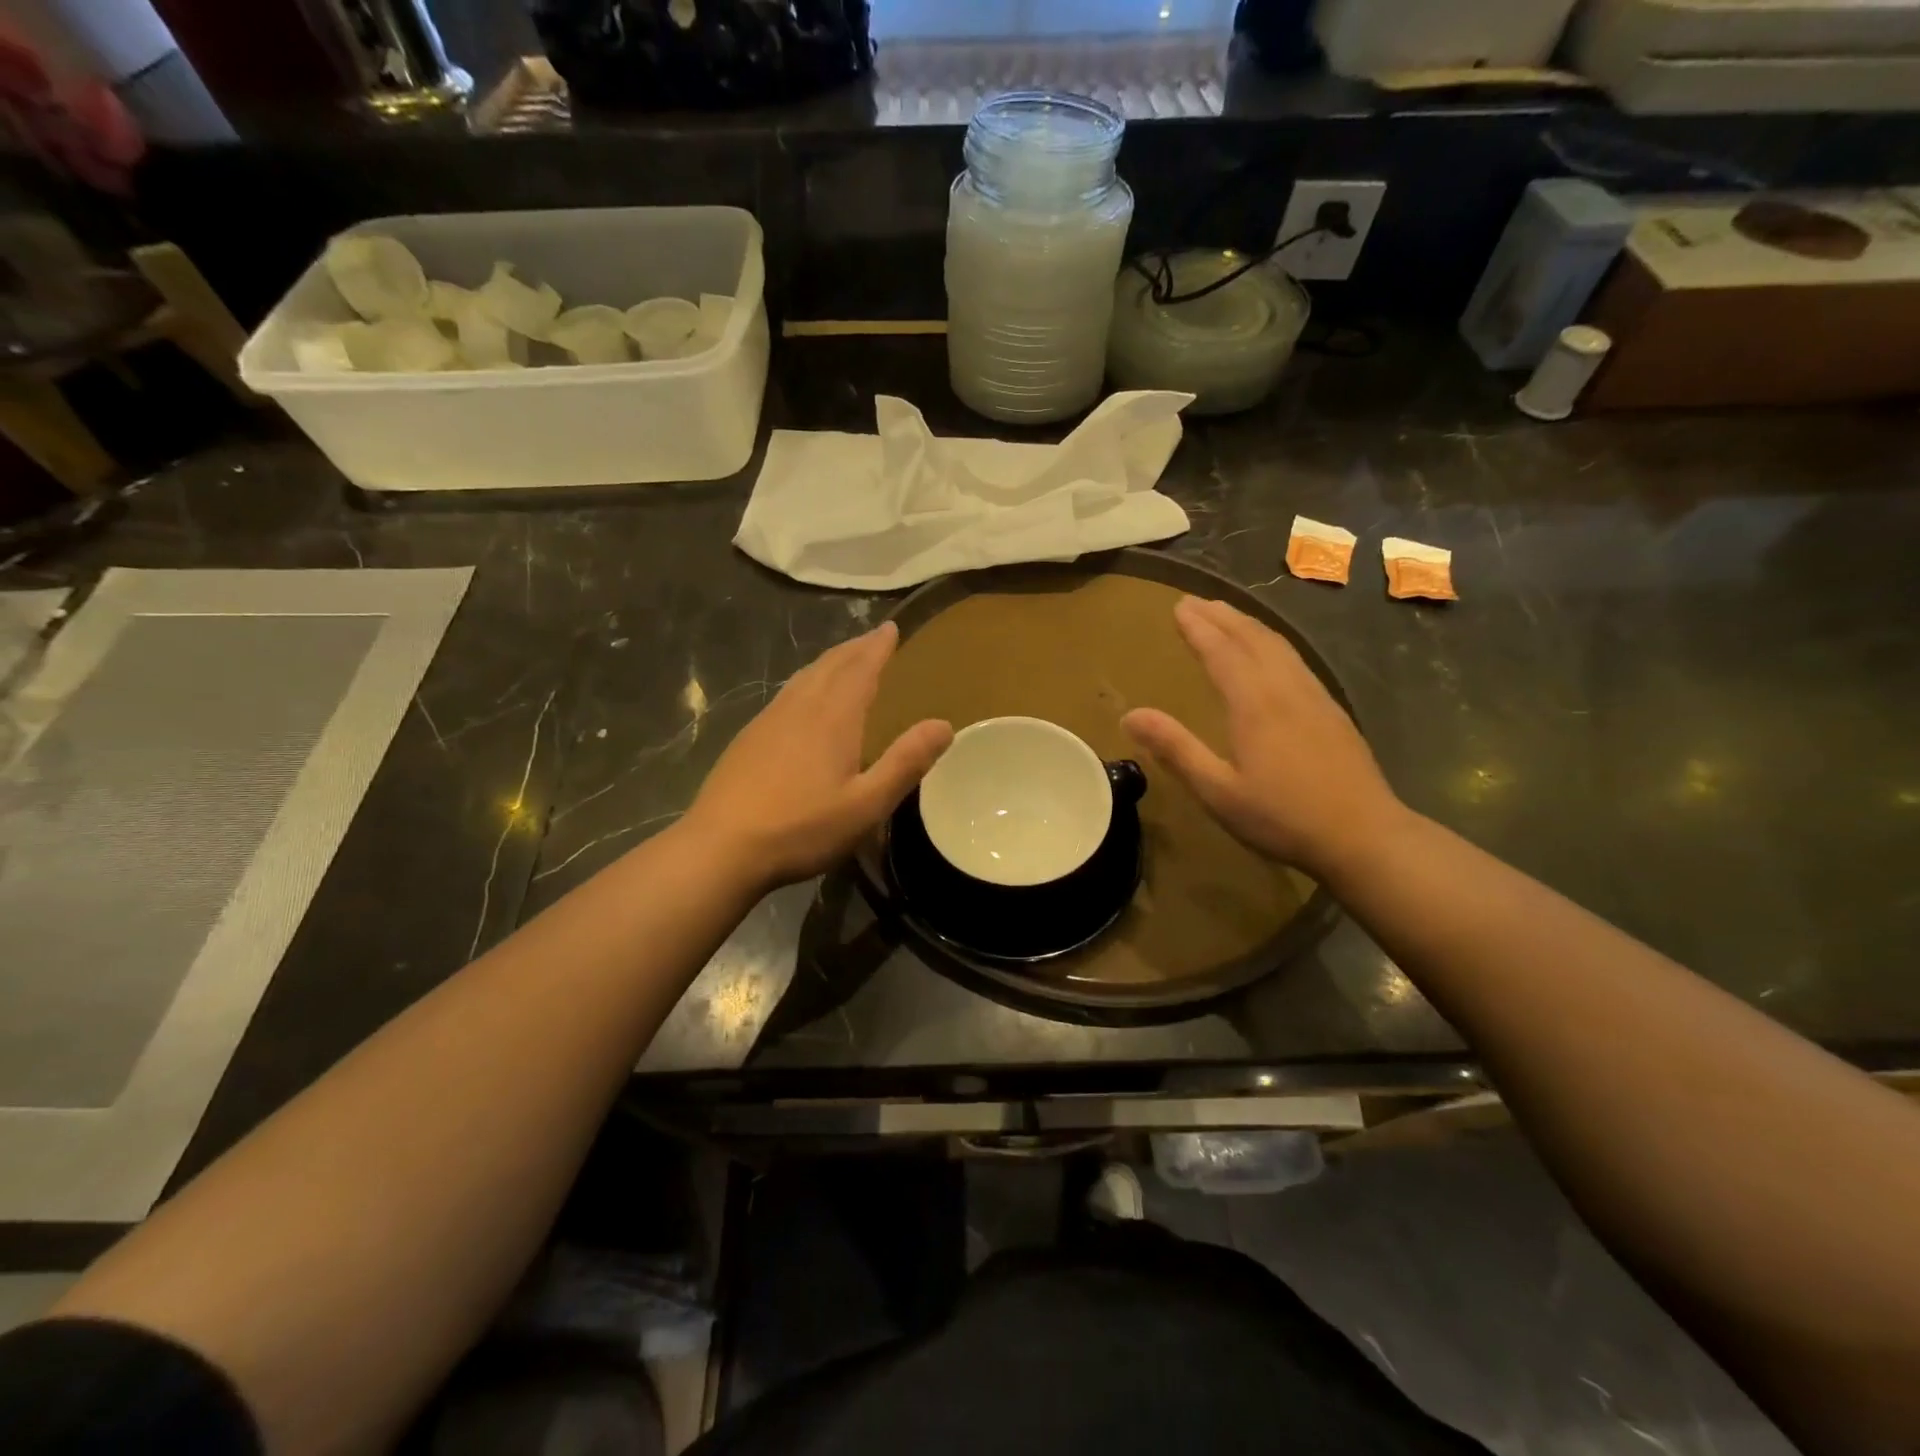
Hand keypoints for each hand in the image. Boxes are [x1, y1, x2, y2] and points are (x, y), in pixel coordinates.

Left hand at [684, 622, 952, 890]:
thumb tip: (944, 725)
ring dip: (829, 661)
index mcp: (833, 718)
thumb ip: (905, 763)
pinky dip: (806, 682)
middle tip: (873, 637)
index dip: (877, 647)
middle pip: (830, 665)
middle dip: (855, 648)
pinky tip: (804, 699)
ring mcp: (769, 720)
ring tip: (845, 659)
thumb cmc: (801, 827)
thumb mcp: (866, 804)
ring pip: (804, 676)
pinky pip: (786, 694)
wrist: (721, 847)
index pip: (860, 668)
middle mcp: (800, 708)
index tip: (890, 628)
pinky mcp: (749, 738)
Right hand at [1122, 596, 1404, 877]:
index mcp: (1254, 704)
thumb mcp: (1218, 791)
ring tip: (1227, 615)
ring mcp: (1314, 696)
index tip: (1178, 607)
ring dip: (1248, 625)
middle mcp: (1285, 689)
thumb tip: (1130, 715)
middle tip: (1195, 602)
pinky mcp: (1331, 710)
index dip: (1198, 628)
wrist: (1364, 835)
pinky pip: (1295, 660)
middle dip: (1221, 617)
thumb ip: (1176, 749)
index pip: (1222, 652)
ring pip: (1278, 646)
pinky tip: (1271, 653)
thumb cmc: (1283, 817)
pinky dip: (1273, 643)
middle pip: (1252, 639)